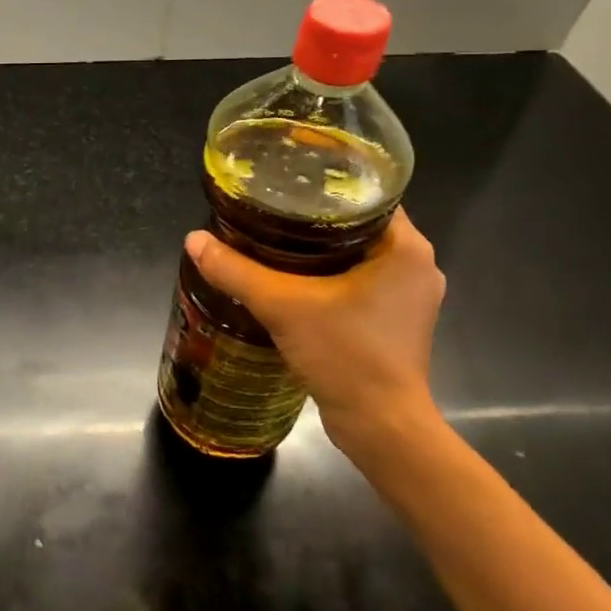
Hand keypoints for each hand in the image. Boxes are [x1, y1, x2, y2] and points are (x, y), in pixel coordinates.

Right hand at [185, 209, 444, 453]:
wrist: (381, 426)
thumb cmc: (346, 355)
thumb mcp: (283, 306)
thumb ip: (236, 271)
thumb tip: (193, 240)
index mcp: (406, 248)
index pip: (369, 195)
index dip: (327, 185)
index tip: (287, 184)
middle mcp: (417, 266)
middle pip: (360, 225)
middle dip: (315, 220)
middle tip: (270, 212)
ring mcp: (410, 297)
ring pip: (360, 257)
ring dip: (321, 251)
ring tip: (274, 242)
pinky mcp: (397, 323)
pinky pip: (361, 283)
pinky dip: (330, 278)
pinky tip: (294, 283)